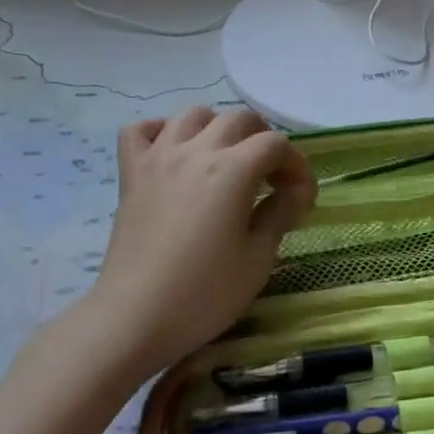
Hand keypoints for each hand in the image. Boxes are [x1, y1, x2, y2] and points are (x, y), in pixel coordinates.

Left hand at [88, 106, 316, 371]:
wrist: (134, 318)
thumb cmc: (203, 294)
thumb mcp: (257, 259)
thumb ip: (280, 214)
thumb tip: (296, 192)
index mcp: (233, 170)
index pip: (276, 144)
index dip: (296, 165)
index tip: (302, 197)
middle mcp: (196, 151)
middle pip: (239, 119)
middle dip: (264, 140)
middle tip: (270, 177)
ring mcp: (159, 157)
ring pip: (193, 115)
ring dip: (217, 128)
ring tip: (225, 159)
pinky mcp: (131, 173)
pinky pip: (140, 130)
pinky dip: (160, 131)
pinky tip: (172, 152)